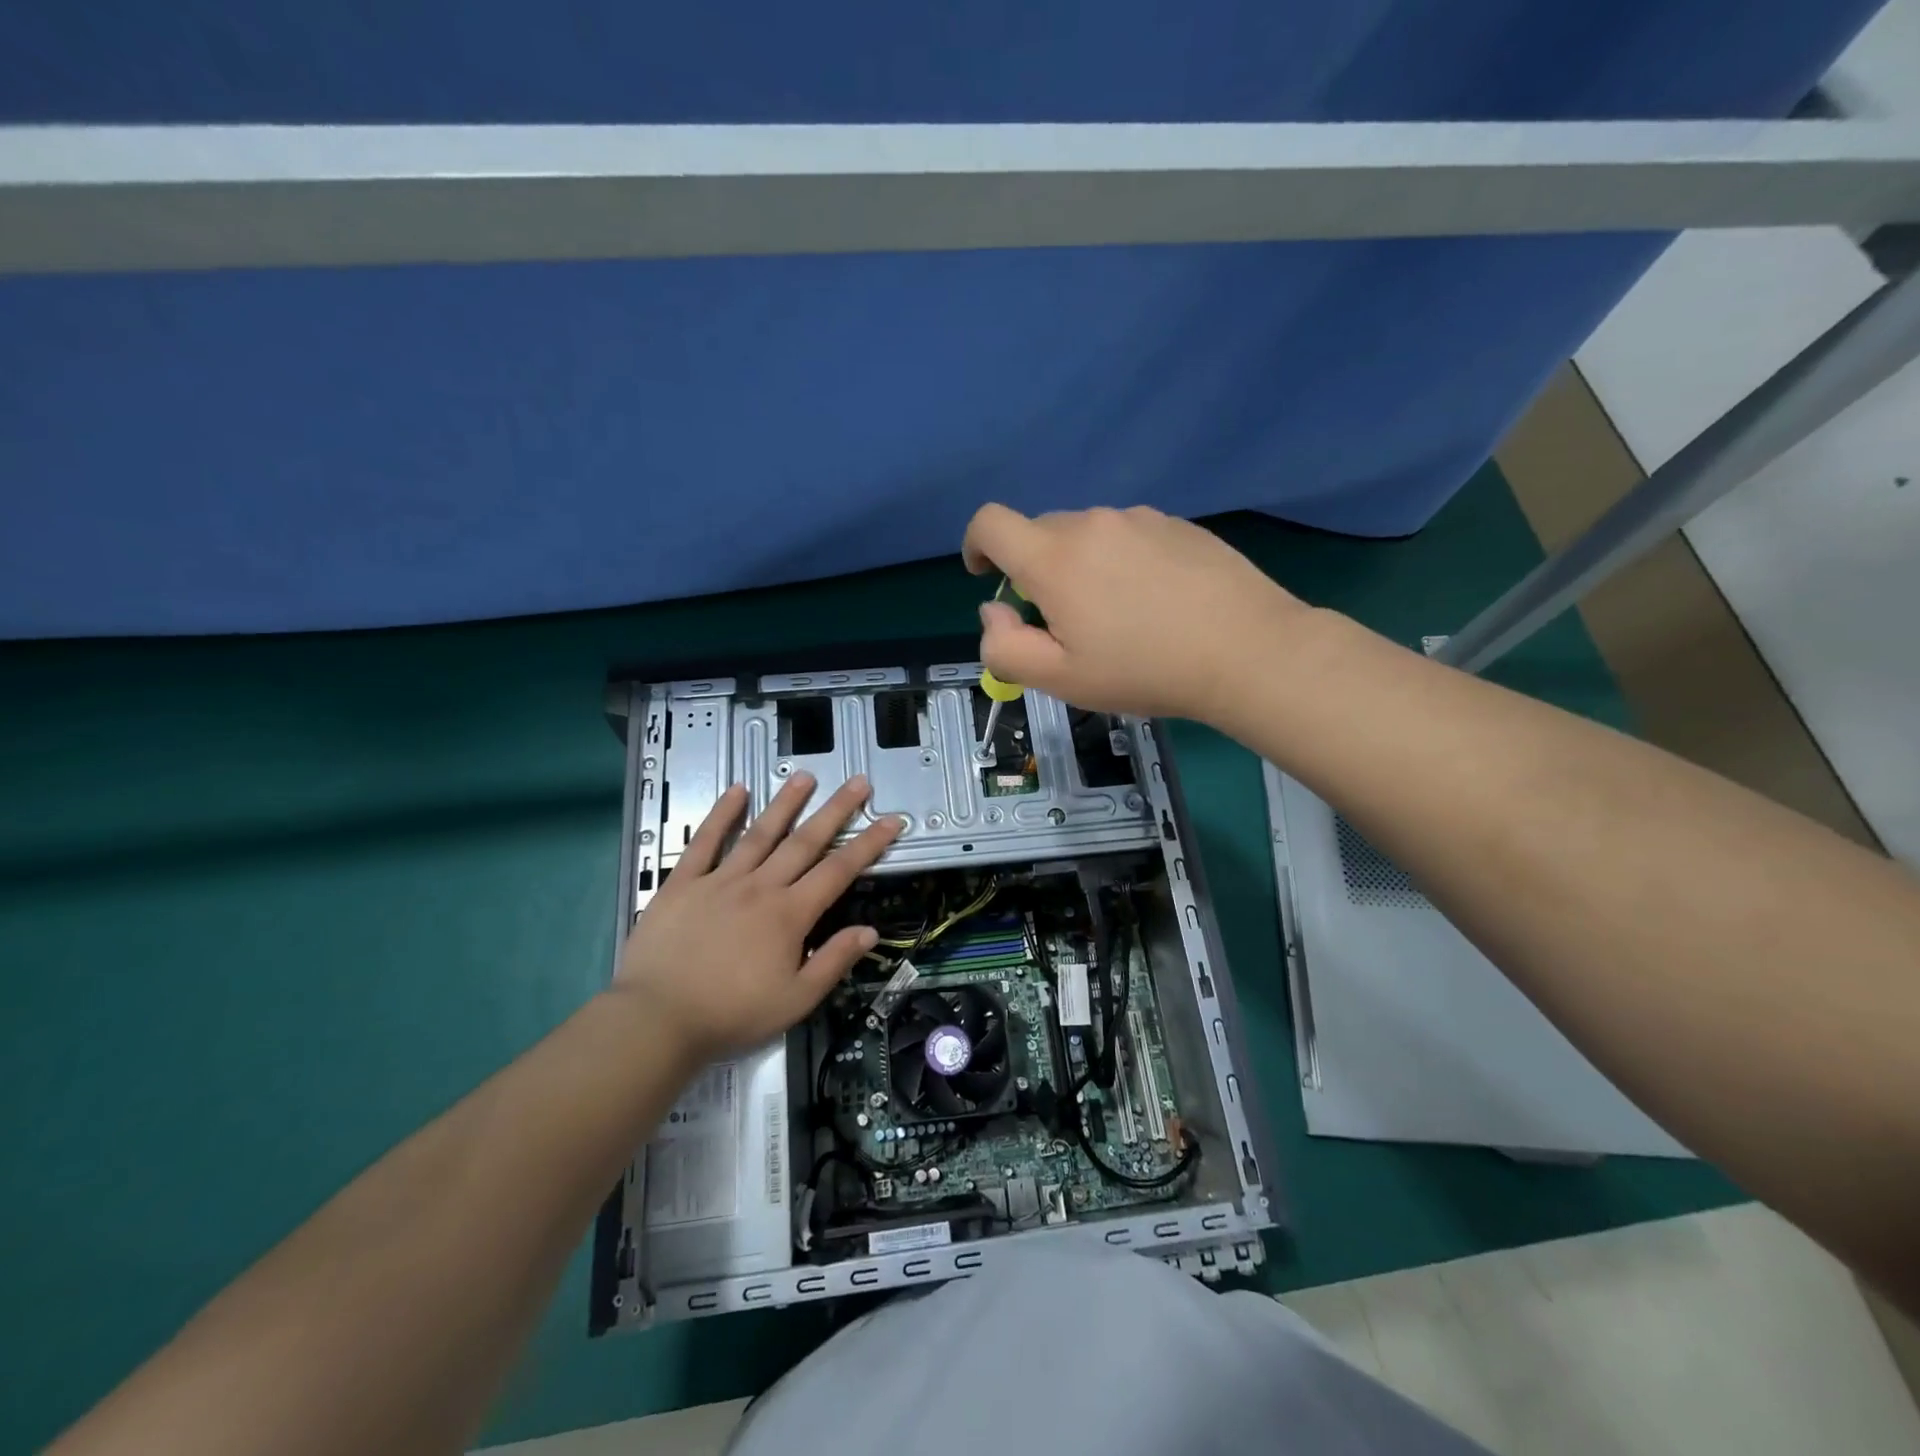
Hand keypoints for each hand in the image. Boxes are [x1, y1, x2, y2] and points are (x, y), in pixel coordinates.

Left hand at [612, 773, 902, 1059]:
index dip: (868, 845)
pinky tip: (737, 791)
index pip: (839, 871)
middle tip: (858, 782)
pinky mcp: (683, 883)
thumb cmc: (731, 1014)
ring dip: (786, 803)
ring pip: (760, 833)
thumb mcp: (795, 1001)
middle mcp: (760, 887)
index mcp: (789, 915)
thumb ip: (834, 962)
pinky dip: (721, 815)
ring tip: (806, 776)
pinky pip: (705, 842)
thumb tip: (870, 931)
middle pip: (805, 842)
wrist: (656, 1020)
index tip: (890, 821)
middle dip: (835, 810)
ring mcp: (720, 880)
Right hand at [961, 502, 1312, 721]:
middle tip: (1064, 624)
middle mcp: (1092, 523)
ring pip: (1087, 536)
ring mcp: (1140, 519)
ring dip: (1081, 568)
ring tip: (1118, 618)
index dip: (975, 546)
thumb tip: (994, 610)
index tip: (987, 577)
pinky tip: (1156, 603)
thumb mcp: (1060, 679)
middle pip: (1039, 533)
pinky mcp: (1178, 525)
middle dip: (1034, 572)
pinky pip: (1128, 537)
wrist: (1247, 651)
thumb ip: (1004, 647)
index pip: (990, 523)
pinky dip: (1121, 563)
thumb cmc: (1144, 670)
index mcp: (1054, 558)